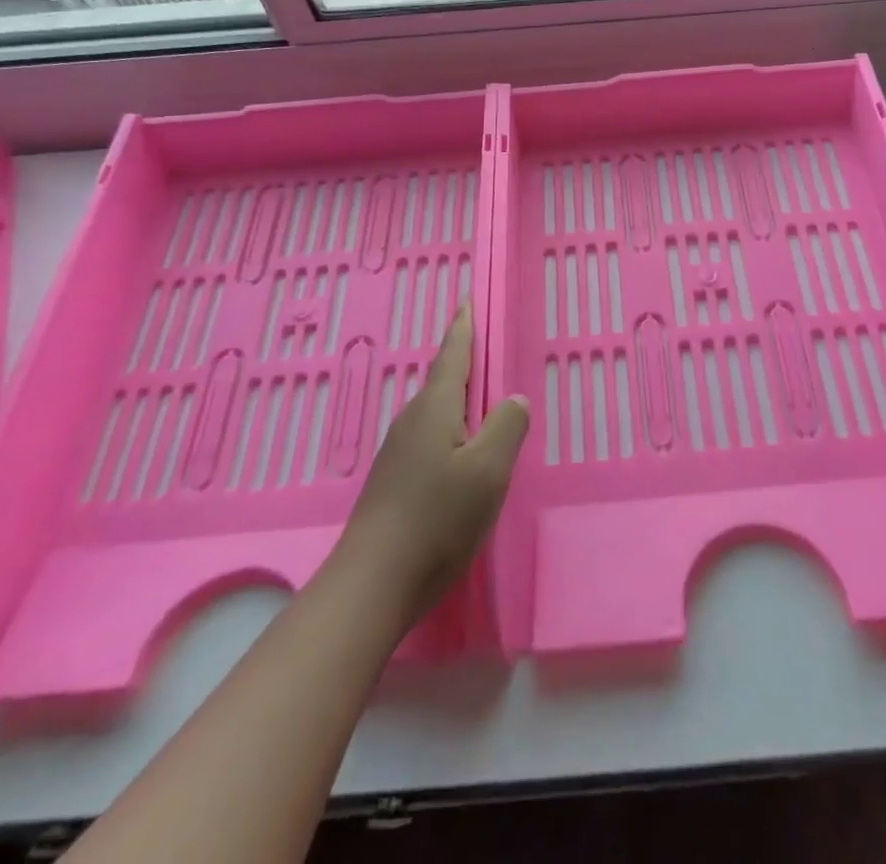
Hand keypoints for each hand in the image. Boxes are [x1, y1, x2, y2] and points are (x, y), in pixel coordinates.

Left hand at [339, 306, 529, 624]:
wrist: (373, 583)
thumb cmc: (437, 519)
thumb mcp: (488, 471)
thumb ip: (507, 426)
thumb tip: (513, 399)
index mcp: (434, 409)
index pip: (452, 356)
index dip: (463, 329)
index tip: (465, 302)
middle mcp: (412, 421)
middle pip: (442, 381)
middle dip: (463, 363)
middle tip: (485, 348)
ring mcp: (398, 452)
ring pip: (436, 412)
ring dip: (458, 399)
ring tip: (481, 400)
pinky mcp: (394, 481)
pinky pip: (430, 437)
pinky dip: (451, 429)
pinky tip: (461, 452)